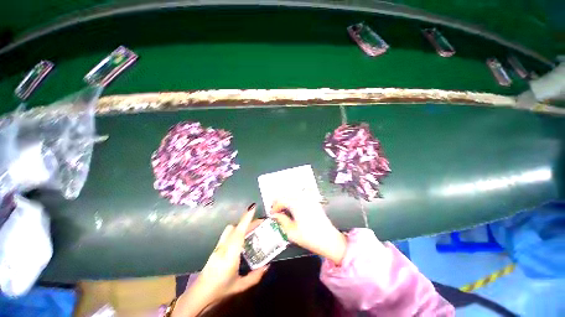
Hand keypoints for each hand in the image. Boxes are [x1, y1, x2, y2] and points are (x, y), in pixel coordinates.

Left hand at [173, 205, 267, 316]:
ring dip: (241, 225)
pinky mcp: (216, 247)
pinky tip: (241, 238)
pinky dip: (236, 230)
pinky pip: (228, 233)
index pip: (240, 232)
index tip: (253, 207)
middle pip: (236, 227)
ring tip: (251, 229)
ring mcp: (219, 246)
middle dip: (248, 221)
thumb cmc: (221, 289)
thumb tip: (268, 266)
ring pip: (230, 229)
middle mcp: (224, 246)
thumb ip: (255, 276)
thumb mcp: (240, 286)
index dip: (246, 219)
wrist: (200, 293)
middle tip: (260, 222)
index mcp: (231, 254)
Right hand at [271, 199, 346, 264]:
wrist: (329, 240)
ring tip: (284, 209)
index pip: (280, 200)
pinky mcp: (314, 201)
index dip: (274, 207)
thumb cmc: (310, 237)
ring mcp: (309, 198)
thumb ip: (281, 221)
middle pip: (286, 194)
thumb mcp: (291, 232)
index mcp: (296, 204)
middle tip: (277, 212)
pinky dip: (295, 198)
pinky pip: (301, 195)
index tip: (272, 214)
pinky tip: (294, 206)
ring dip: (287, 199)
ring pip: (293, 193)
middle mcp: (303, 198)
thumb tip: (275, 215)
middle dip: (279, 202)